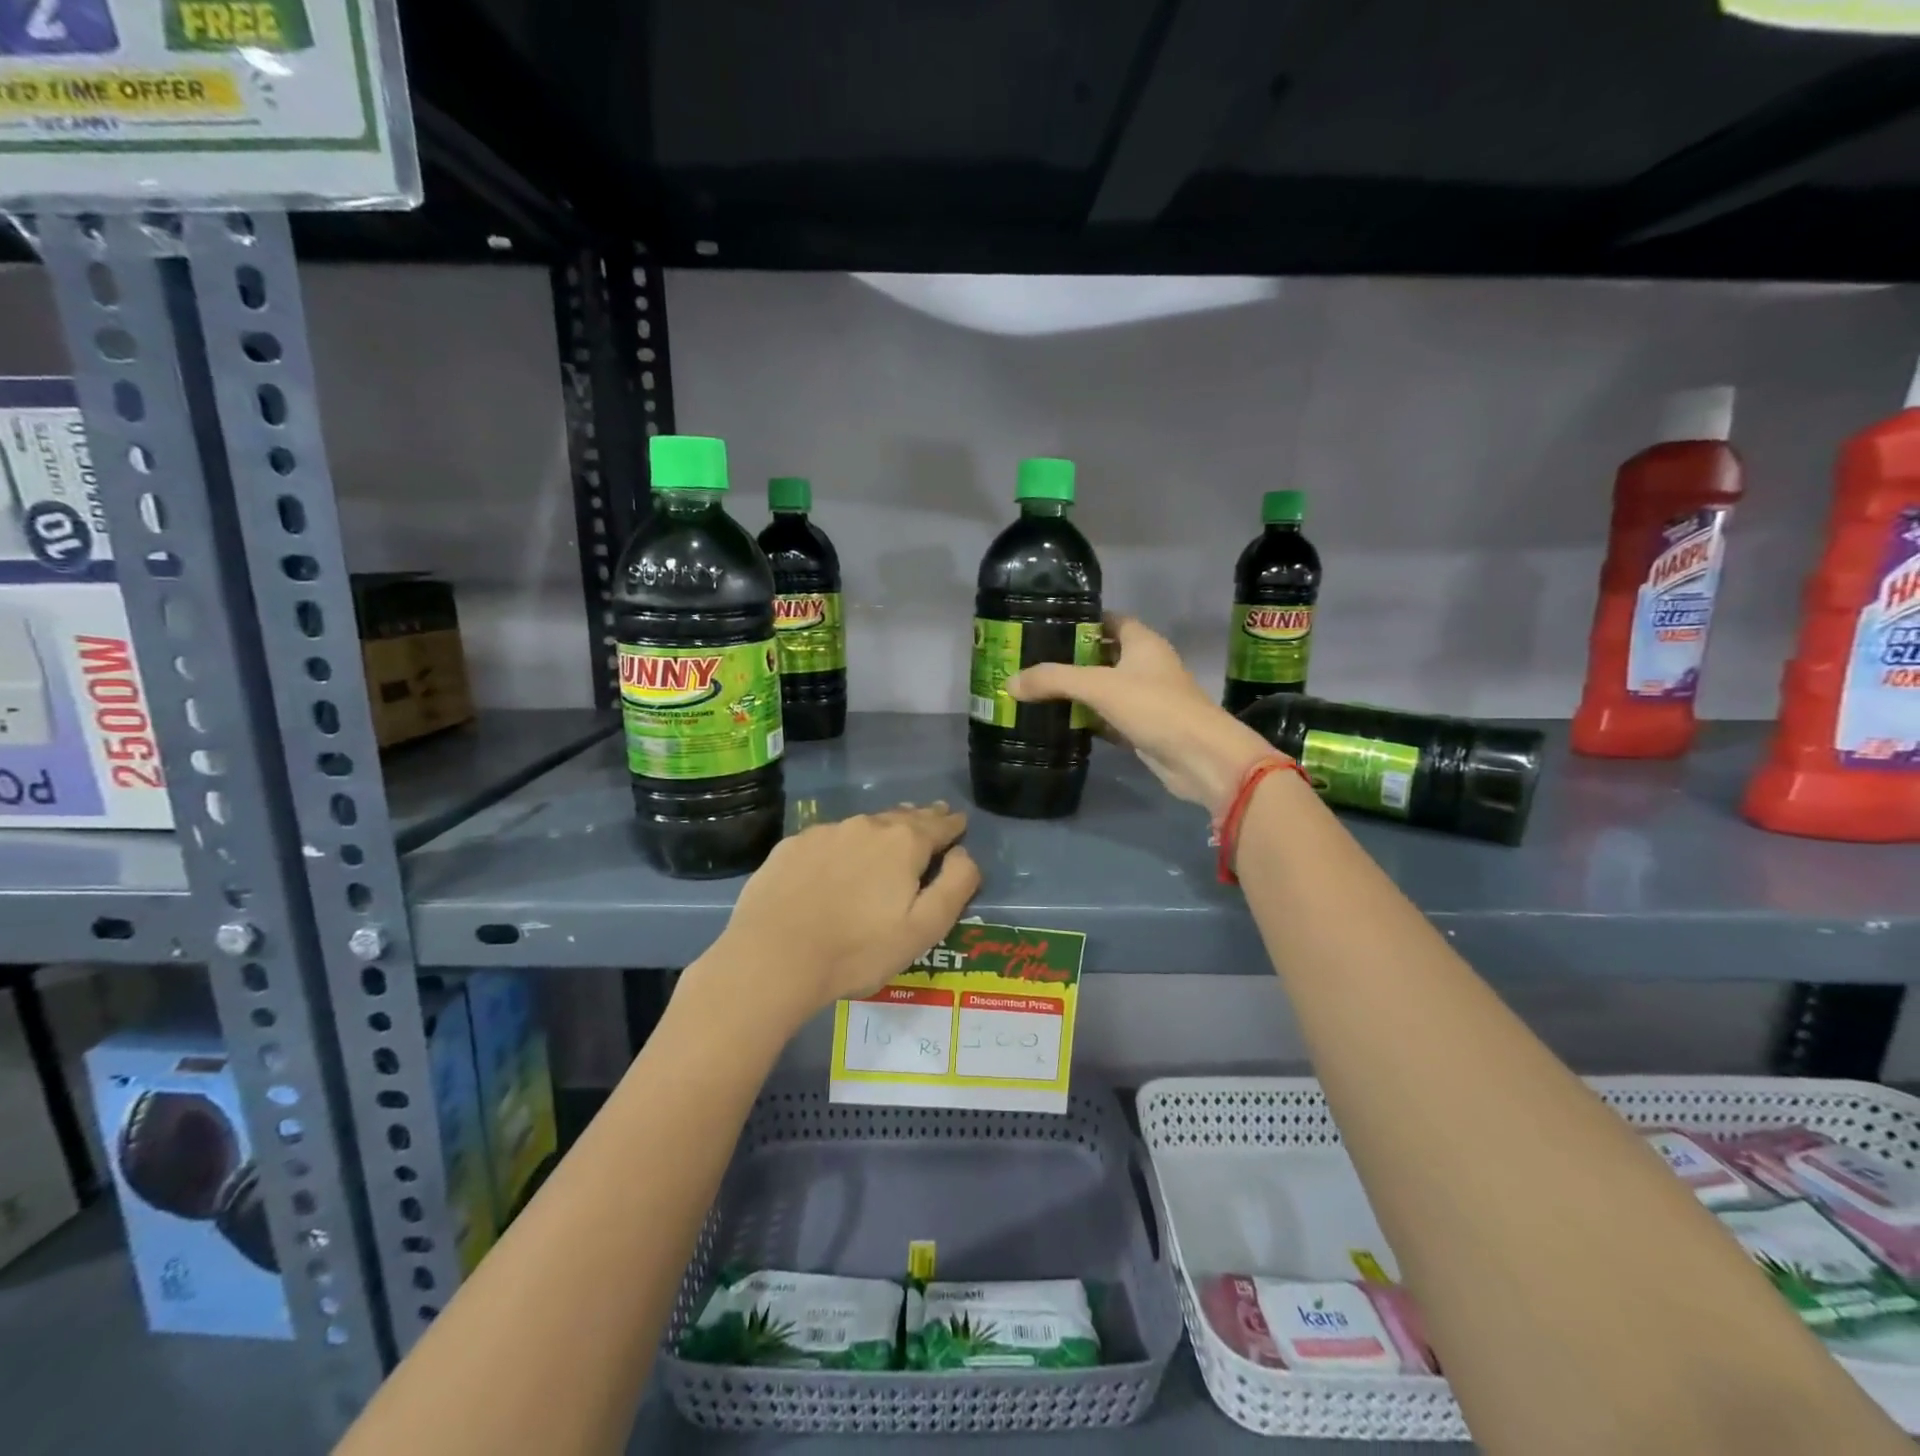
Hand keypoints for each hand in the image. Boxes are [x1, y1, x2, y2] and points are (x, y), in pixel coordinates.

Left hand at [703, 804, 980, 1031]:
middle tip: (931, 819)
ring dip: (881, 831)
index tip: (959, 824)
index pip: (939, 824)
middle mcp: (866, 825)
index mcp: (904, 842)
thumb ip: (955, 885)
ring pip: (864, 826)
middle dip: (921, 819)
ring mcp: (825, 833)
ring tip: (887, 839)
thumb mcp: (924, 928)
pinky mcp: (791, 846)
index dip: (953, 825)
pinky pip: (829, 840)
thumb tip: (964, 853)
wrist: (772, 958)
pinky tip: (836, 864)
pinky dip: (842, 846)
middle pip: (902, 817)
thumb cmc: (858, 950)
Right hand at [1008, 616, 1272, 816]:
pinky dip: (1087, 720)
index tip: (1046, 626)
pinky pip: (1107, 718)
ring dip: (1076, 691)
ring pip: (1104, 689)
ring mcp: (1146, 698)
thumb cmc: (1155, 707)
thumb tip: (1008, 682)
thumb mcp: (1098, 687)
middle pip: (1102, 655)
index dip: (1080, 621)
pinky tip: (1058, 723)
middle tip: (1031, 662)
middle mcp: (1145, 665)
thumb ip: (1053, 681)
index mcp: (1142, 642)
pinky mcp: (1142, 728)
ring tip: (1036, 691)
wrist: (1200, 758)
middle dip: (1070, 659)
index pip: (1109, 620)